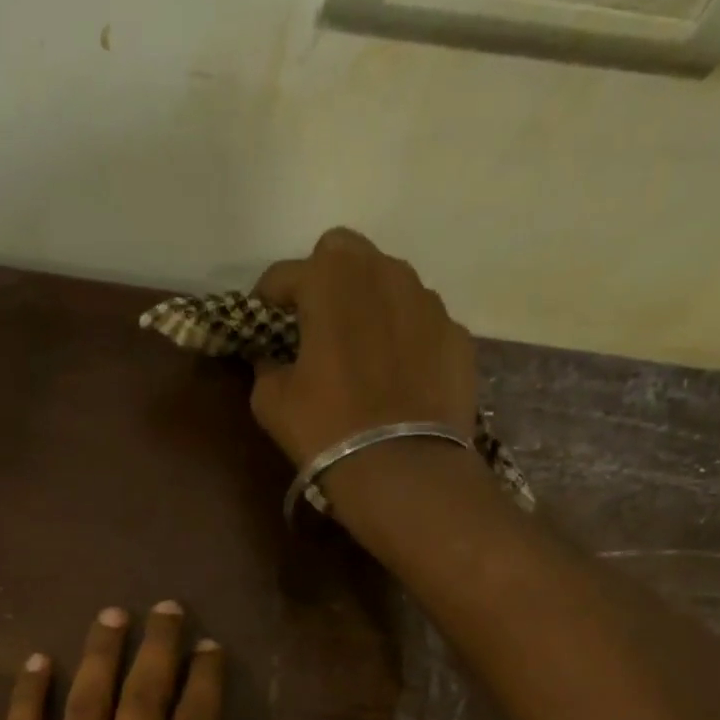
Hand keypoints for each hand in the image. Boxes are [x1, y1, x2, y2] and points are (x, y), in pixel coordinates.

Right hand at [252, 228, 478, 466]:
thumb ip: (266, 366)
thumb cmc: (325, 428)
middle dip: (323, 276)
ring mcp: (428, 301)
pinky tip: (397, 373)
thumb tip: (271, 358)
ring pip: (390, 280)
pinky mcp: (457, 334)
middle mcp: (383, 274)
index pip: (285, 273)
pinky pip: (421, 321)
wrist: (402, 468)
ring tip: (360, 346)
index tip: (262, 321)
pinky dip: (404, 335)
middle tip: (314, 320)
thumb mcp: (271, 402)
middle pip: (344, 252)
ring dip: (368, 301)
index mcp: (329, 281)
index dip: (267, 297)